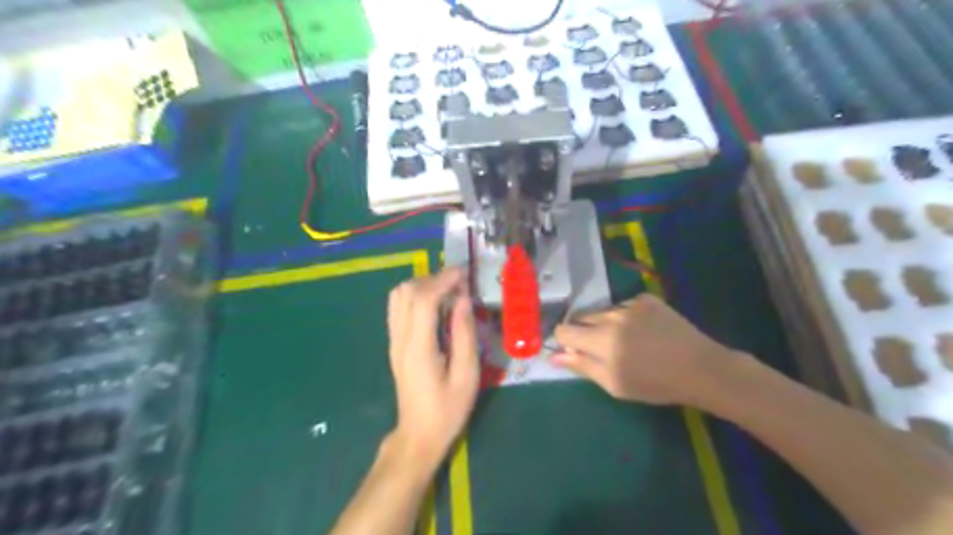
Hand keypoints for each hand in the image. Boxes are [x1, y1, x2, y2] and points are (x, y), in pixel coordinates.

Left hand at [385, 269, 479, 465]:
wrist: (418, 435)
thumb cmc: (447, 410)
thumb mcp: (467, 376)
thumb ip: (465, 335)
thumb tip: (463, 300)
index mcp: (419, 347)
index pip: (423, 299)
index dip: (443, 280)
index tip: (464, 274)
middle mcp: (400, 339)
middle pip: (406, 291)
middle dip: (433, 279)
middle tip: (458, 284)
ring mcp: (394, 341)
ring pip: (397, 297)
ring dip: (422, 285)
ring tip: (447, 292)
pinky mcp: (394, 344)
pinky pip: (398, 308)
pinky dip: (415, 296)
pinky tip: (434, 306)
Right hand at [552, 293, 734, 403]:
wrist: (700, 368)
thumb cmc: (655, 384)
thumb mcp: (615, 384)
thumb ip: (582, 366)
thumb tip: (554, 356)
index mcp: (602, 341)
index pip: (564, 330)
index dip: (564, 340)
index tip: (573, 350)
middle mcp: (612, 317)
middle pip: (580, 317)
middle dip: (583, 332)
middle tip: (601, 349)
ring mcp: (630, 304)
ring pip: (602, 312)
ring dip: (604, 324)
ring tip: (626, 341)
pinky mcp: (646, 298)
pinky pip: (622, 306)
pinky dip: (624, 317)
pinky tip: (642, 331)